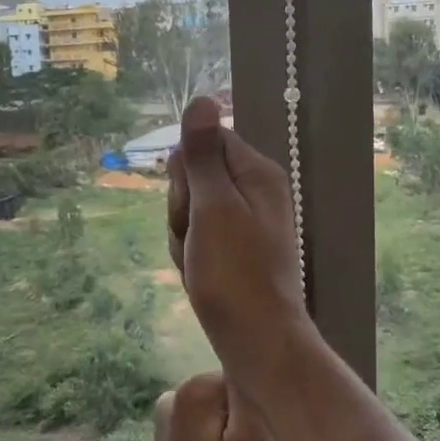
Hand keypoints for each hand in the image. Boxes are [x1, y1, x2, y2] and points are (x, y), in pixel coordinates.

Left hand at [151, 372, 284, 440]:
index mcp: (193, 388)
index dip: (263, 409)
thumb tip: (249, 357)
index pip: (244, 377)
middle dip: (249, 424)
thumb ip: (250, 392)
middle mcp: (172, 396)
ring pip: (223, 417)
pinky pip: (209, 437)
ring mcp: (166, 424)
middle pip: (232, 396)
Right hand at [167, 96, 310, 381]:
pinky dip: (190, 255)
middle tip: (195, 239)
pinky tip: (197, 276)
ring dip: (182, 236)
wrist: (254, 340)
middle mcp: (255, 192)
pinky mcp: (233, 249)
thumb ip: (204, 155)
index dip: (186, 173)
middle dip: (182, 208)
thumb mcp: (213, 207)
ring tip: (197, 264)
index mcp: (257, 174)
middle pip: (195, 176)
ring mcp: (244, 223)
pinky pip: (197, 237)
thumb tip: (202, 99)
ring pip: (190, 210)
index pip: (205, 143)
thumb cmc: (233, 273)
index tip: (191, 204)